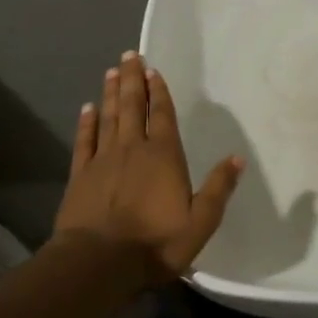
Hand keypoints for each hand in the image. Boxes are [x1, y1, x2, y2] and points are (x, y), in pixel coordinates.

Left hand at [53, 51, 243, 277]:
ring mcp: (103, 159)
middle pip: (133, 106)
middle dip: (133, 80)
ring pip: (108, 117)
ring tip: (112, 72)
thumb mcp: (201, 222)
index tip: (154, 70)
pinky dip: (86, 122)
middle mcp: (133, 148)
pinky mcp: (80, 174)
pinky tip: (87, 109)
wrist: (99, 262)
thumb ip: (218, 188)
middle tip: (129, 55)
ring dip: (111, 93)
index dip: (160, 92)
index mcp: (164, 156)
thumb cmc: (156, 243)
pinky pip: (84, 140)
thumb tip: (237, 158)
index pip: (163, 116)